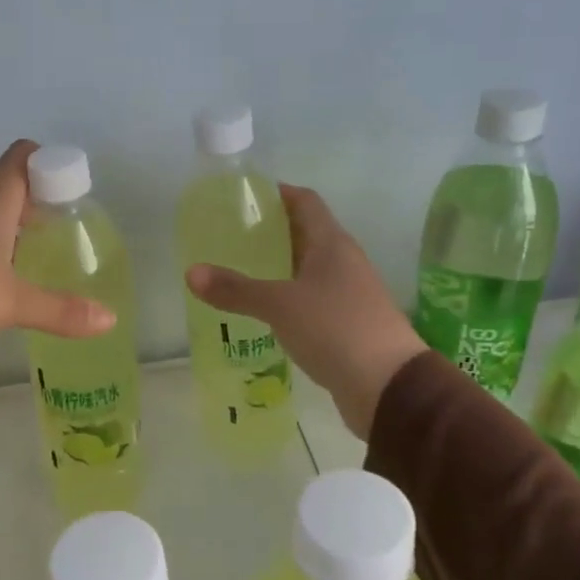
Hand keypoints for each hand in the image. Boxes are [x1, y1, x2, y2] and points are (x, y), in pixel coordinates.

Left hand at [0, 140, 116, 357]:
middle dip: (33, 205)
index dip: (49, 165)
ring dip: (5, 229)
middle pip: (6, 186)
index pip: (24, 156)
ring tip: (27, 264)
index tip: (68, 193)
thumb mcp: (12, 304)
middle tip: (56, 236)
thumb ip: (60, 311)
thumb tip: (110, 319)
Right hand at [186, 185, 425, 438]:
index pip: (305, 202)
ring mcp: (348, 294)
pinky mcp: (347, 324)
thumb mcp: (279, 306)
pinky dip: (287, 298)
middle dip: (271, 233)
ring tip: (239, 271)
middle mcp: (343, 262)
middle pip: (306, 234)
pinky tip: (264, 311)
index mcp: (332, 244)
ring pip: (308, 269)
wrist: (388, 385)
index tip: (245, 197)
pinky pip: (311, 300)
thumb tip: (191, 273)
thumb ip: (236, 290)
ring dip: (279, 268)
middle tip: (230, 236)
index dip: (278, 194)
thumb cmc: (335, 329)